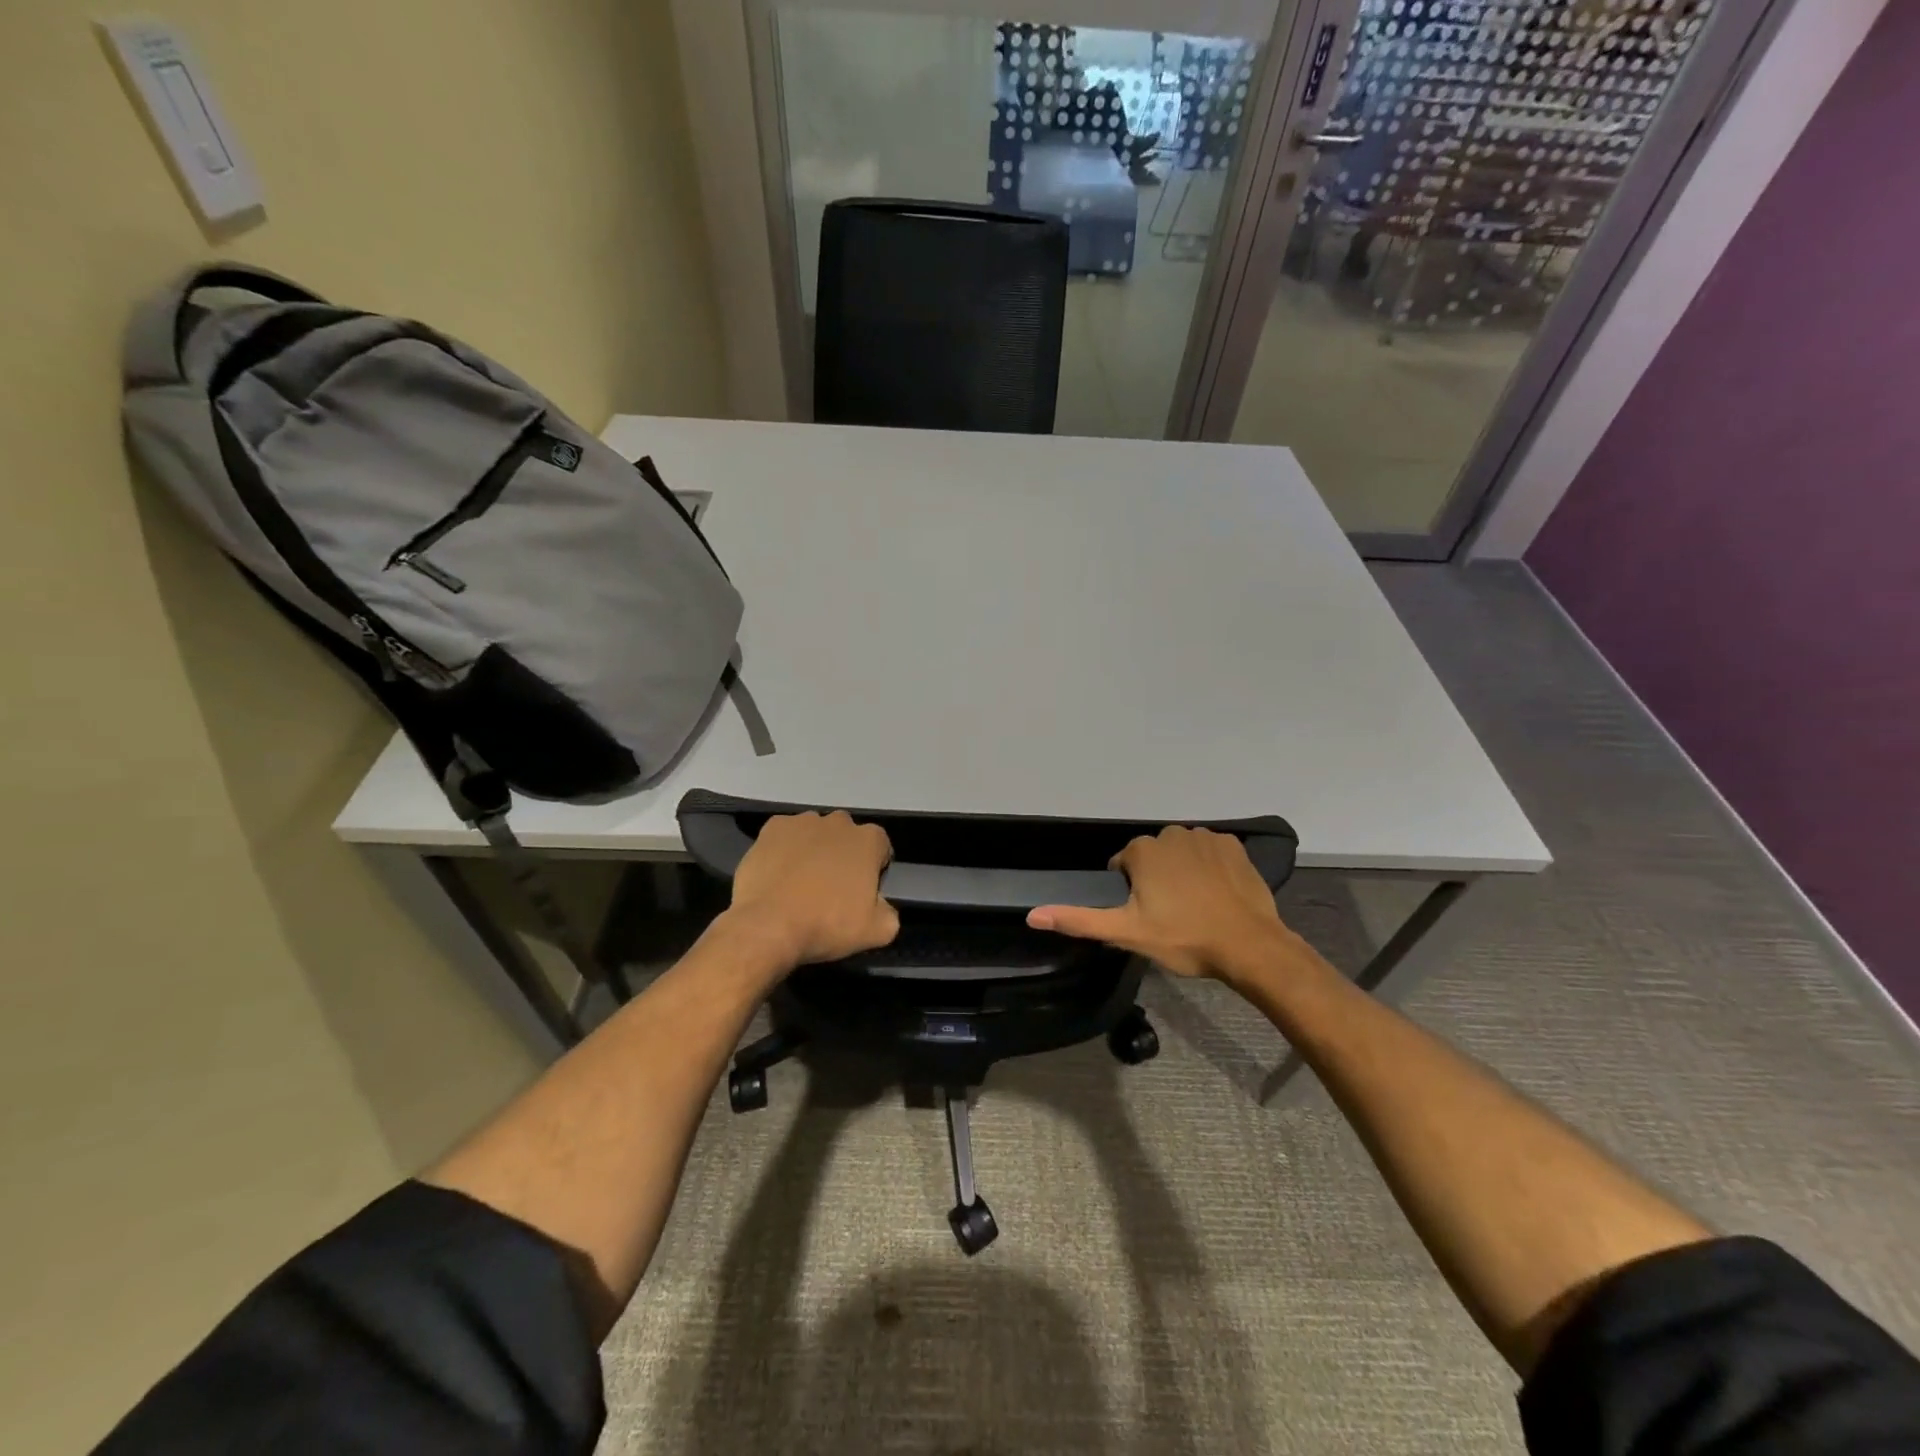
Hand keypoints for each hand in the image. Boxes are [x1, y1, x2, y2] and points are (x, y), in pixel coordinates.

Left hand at [723, 811, 898, 969]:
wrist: (768, 926)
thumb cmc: (827, 924)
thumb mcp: (877, 932)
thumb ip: (890, 913)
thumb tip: (882, 906)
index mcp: (868, 840)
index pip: (880, 847)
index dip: (873, 869)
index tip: (862, 892)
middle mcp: (838, 821)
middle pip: (846, 837)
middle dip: (842, 856)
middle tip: (831, 889)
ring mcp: (802, 821)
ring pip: (815, 834)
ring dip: (813, 851)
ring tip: (800, 884)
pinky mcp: (771, 828)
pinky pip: (785, 837)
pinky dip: (784, 850)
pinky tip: (778, 876)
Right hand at [1027, 825, 1315, 982]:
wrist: (1249, 945)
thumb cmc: (1184, 938)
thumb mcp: (1126, 933)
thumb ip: (1079, 920)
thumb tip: (1032, 915)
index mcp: (1143, 851)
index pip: (1123, 865)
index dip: (1129, 892)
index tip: (1145, 916)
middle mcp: (1171, 834)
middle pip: (1152, 856)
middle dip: (1155, 879)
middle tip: (1169, 915)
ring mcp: (1206, 837)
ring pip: (1181, 852)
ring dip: (1182, 871)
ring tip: (1194, 906)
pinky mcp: (1234, 846)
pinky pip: (1211, 852)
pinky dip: (1210, 867)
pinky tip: (1216, 893)